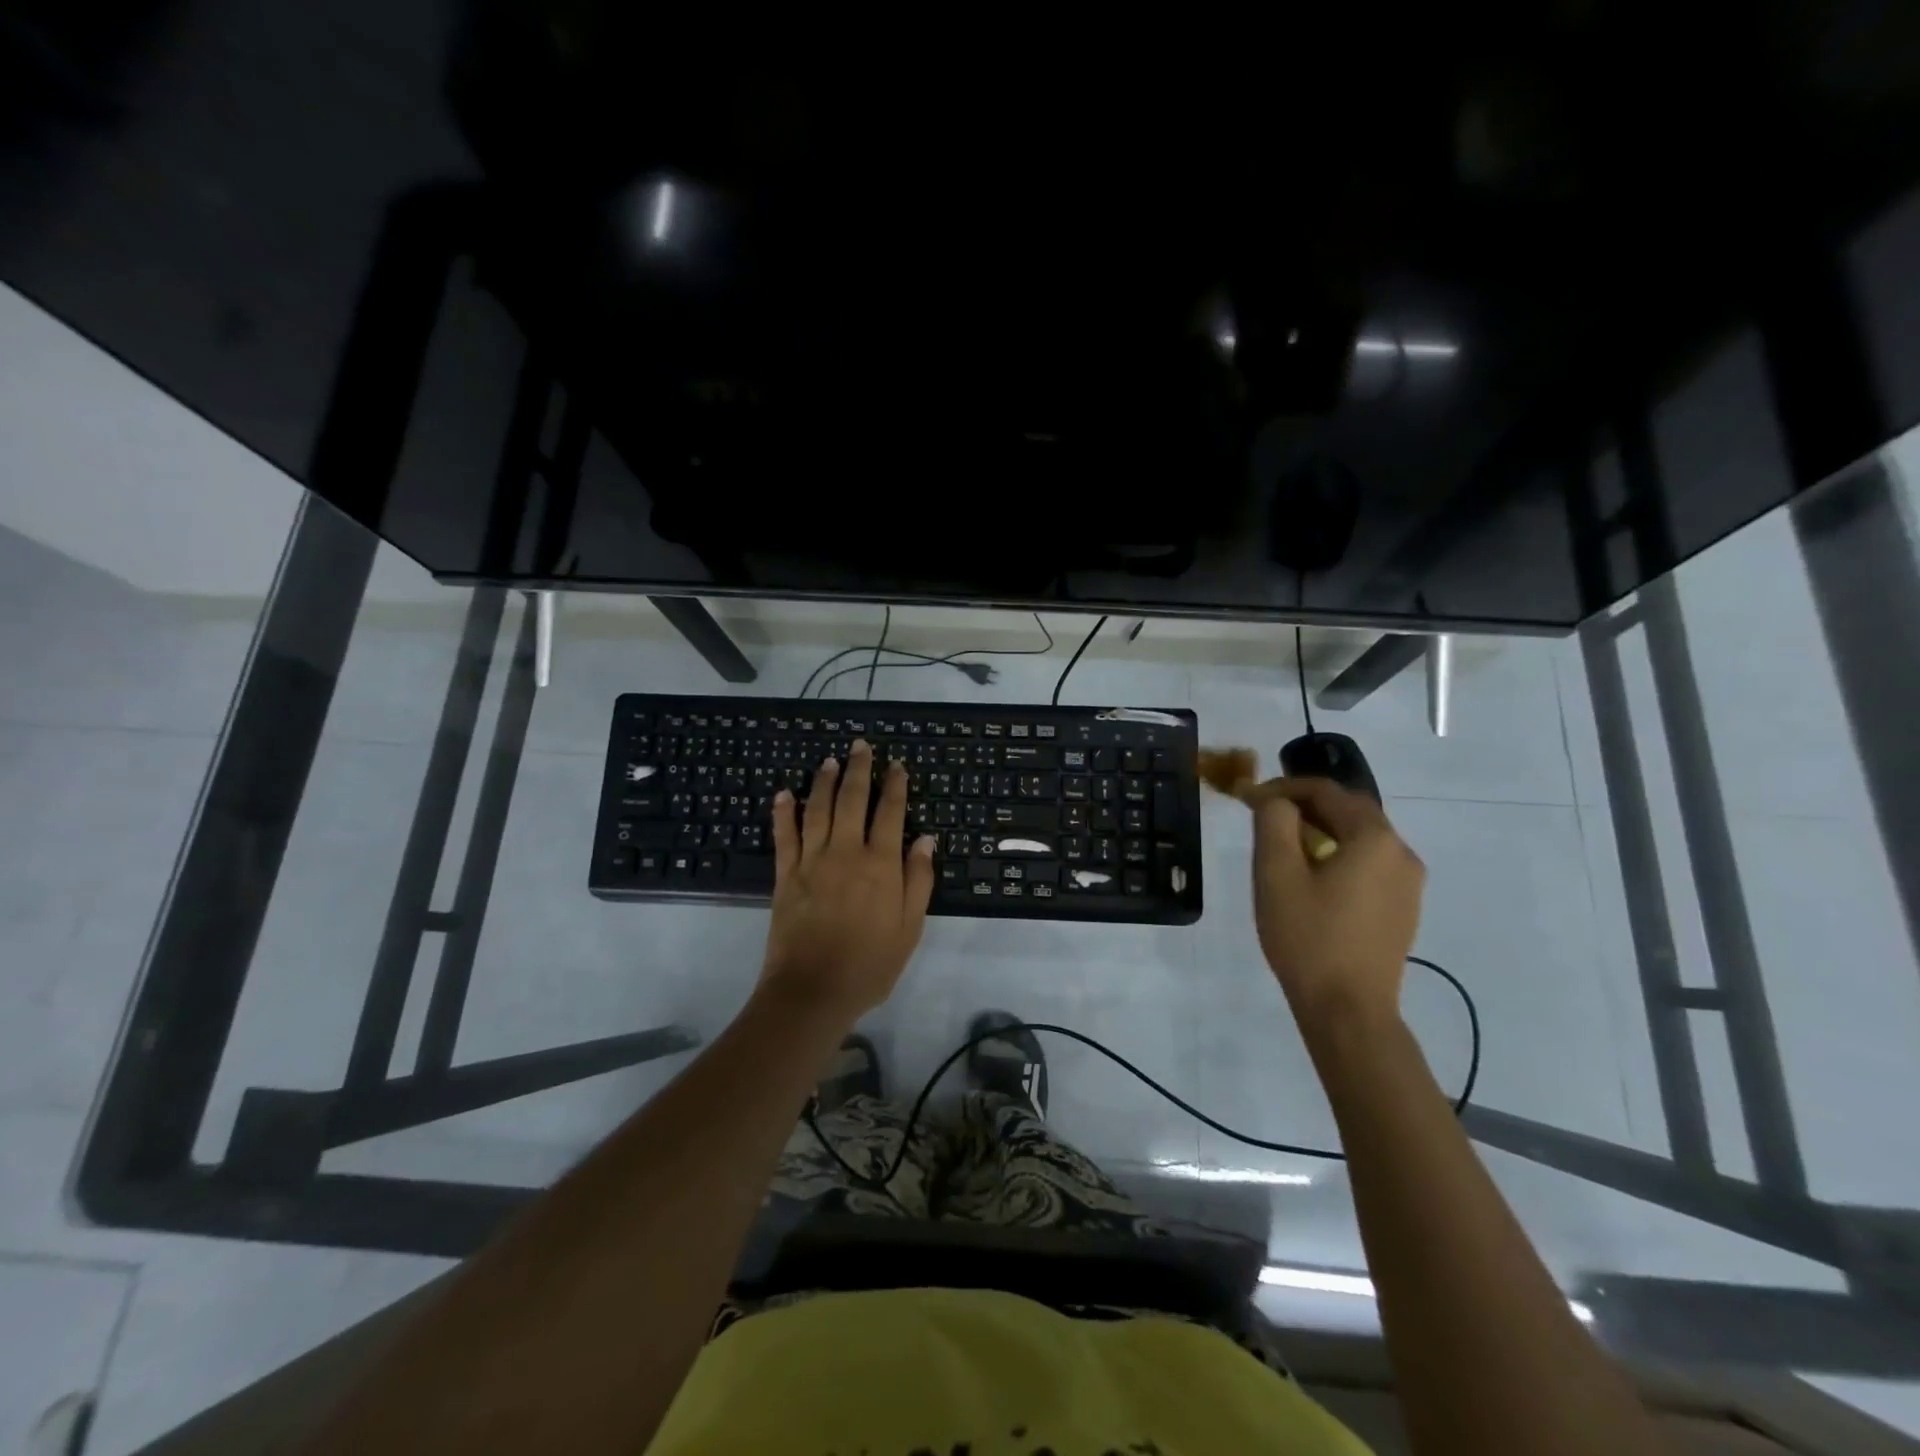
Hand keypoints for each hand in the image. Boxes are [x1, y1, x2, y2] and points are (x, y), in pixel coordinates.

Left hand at [761, 739, 937, 1022]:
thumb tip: (925, 839)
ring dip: (823, 781)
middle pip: (852, 799)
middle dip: (858, 769)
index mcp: (881, 864)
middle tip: (860, 746)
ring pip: (817, 809)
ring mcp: (812, 860)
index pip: (890, 812)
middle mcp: (846, 852)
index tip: (897, 765)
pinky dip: (783, 812)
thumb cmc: (870, 964)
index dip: (895, 785)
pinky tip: (784, 794)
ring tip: (829, 761)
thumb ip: (918, 881)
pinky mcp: (785, 874)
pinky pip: (784, 835)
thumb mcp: (909, 928)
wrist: (813, 991)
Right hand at [1236, 776, 1424, 1035]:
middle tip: (1263, 815)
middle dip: (1303, 806)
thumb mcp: (1276, 873)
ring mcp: (1407, 883)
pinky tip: (1312, 878)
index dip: (1283, 788)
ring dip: (1321, 830)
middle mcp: (1401, 852)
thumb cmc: (1308, 937)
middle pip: (1349, 810)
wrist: (1348, 1010)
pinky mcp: (1403, 908)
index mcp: (1374, 838)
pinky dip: (1338, 855)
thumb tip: (1276, 800)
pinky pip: (1369, 864)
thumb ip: (1274, 822)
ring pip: (1360, 837)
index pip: (1326, 791)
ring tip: (1283, 846)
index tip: (1247, 797)